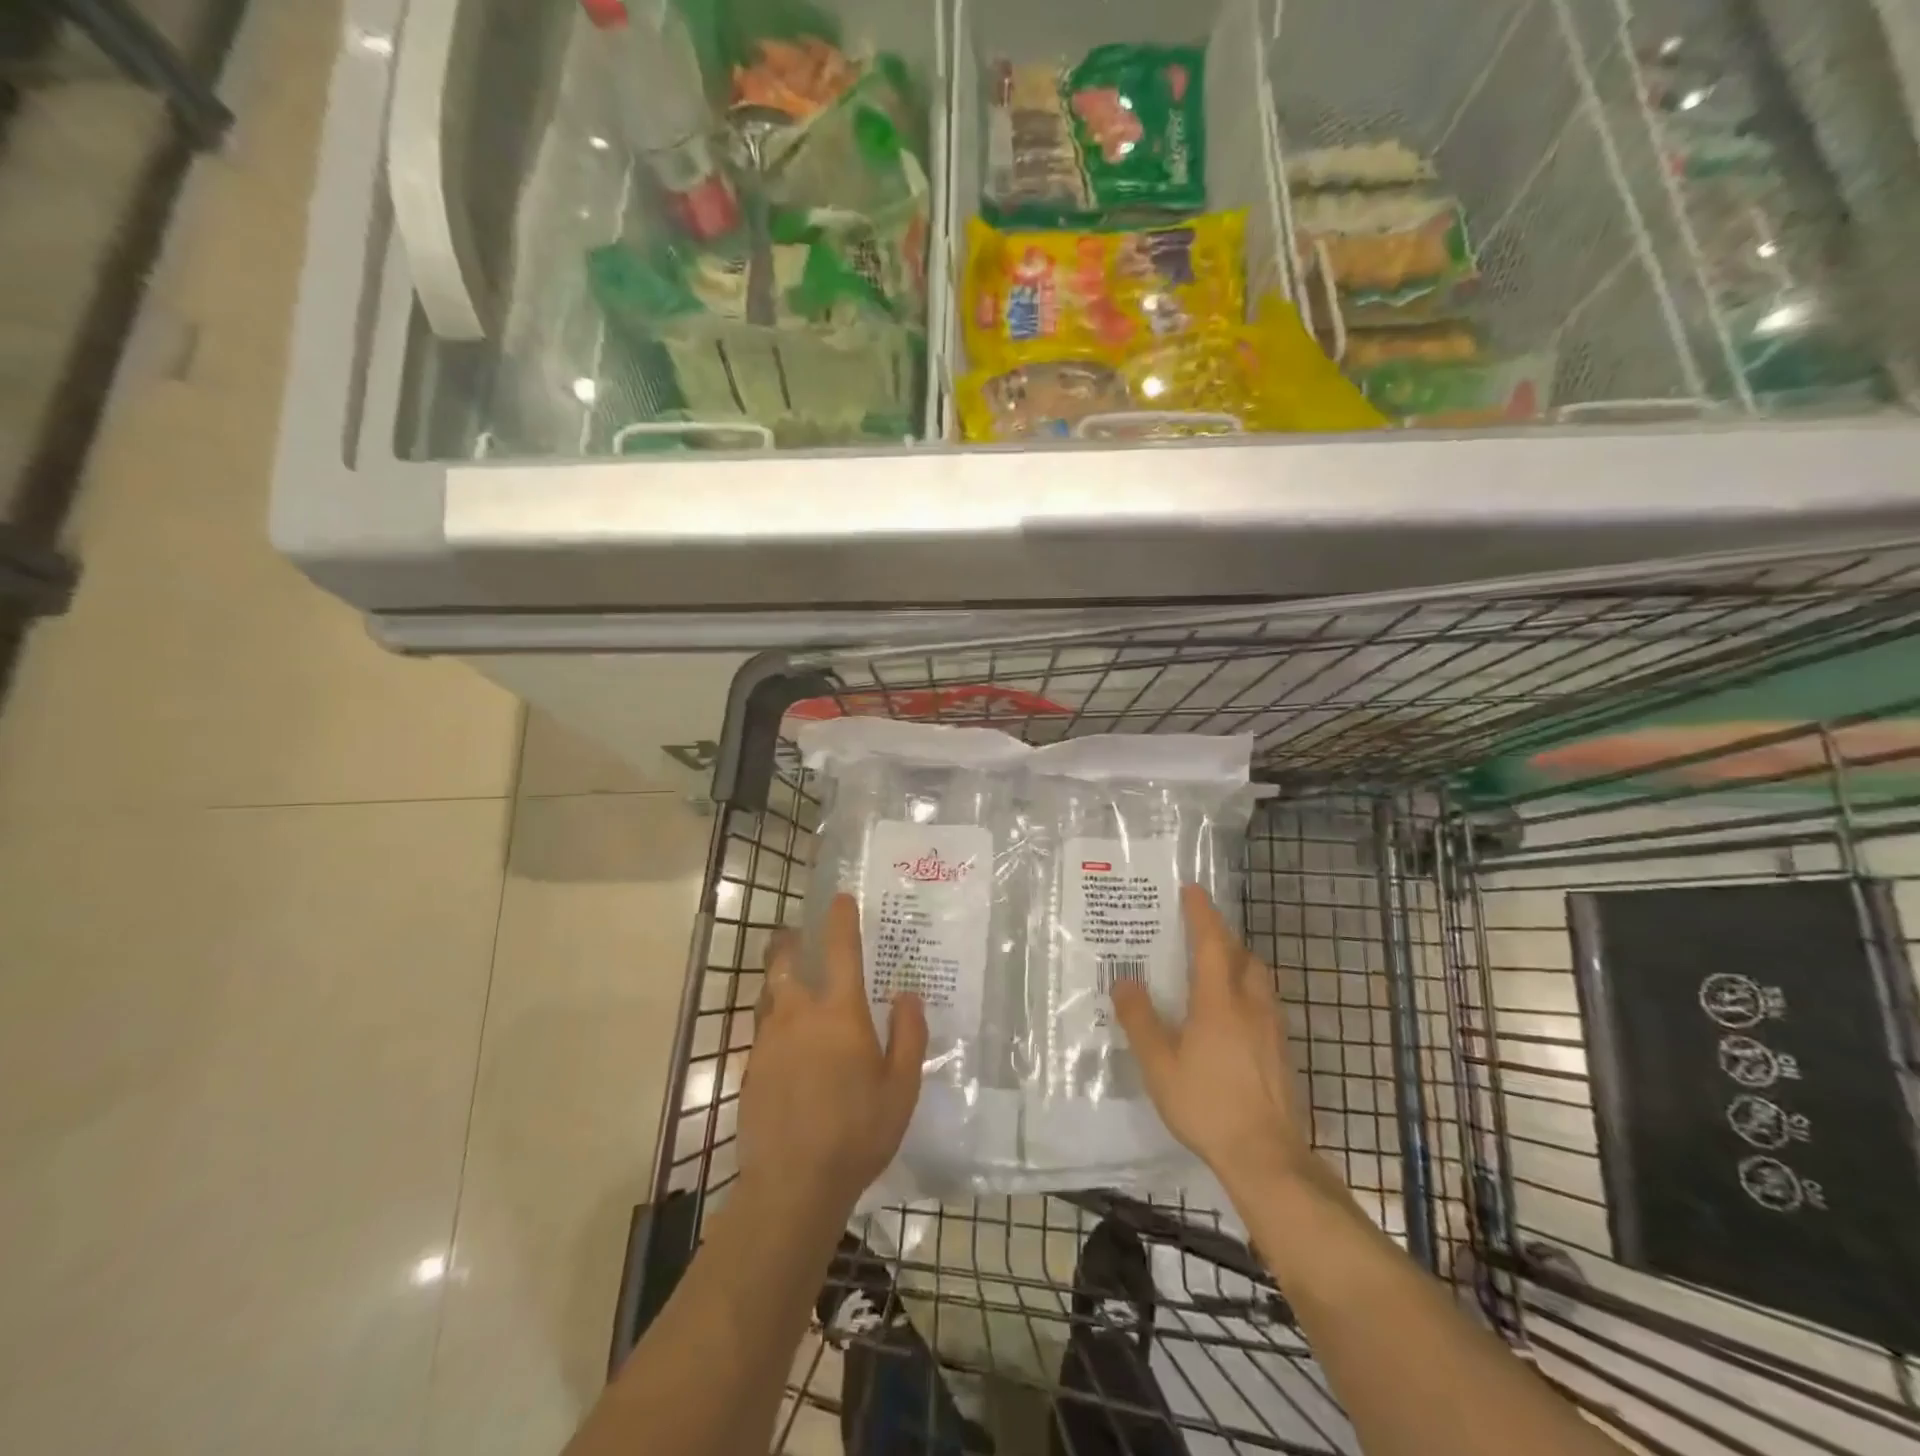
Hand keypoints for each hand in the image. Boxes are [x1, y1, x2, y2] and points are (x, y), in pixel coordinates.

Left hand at [741, 894, 927, 1221]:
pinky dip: (773, 1021)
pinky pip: (762, 1030)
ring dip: (778, 980)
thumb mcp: (901, 1087)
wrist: (792, 1185)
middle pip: (784, 962)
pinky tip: (784, 1042)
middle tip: (796, 934)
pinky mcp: (750, 1068)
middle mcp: (799, 1015)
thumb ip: (908, 1035)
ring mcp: (768, 1041)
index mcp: (840, 1013)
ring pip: (768, 994)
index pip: (840, 950)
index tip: (839, 898)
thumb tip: (907, 994)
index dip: (840, 919)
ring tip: (788, 982)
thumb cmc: (858, 1132)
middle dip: (789, 942)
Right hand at [1114, 885, 1315, 1196]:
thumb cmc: (1207, 1105)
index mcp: (1219, 1001)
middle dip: (1221, 935)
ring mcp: (1271, 1028)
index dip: (1201, 913)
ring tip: (1214, 966)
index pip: (1212, 942)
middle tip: (1197, 930)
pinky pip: (1263, 1001)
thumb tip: (1123, 981)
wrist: (1266, 1156)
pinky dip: (1246, 989)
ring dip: (1237, 961)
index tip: (1191, 890)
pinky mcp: (1280, 1050)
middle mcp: (1250, 1005)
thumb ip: (1139, 1020)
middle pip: (1242, 955)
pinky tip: (1230, 1014)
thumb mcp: (1159, 1064)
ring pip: (1257, 978)